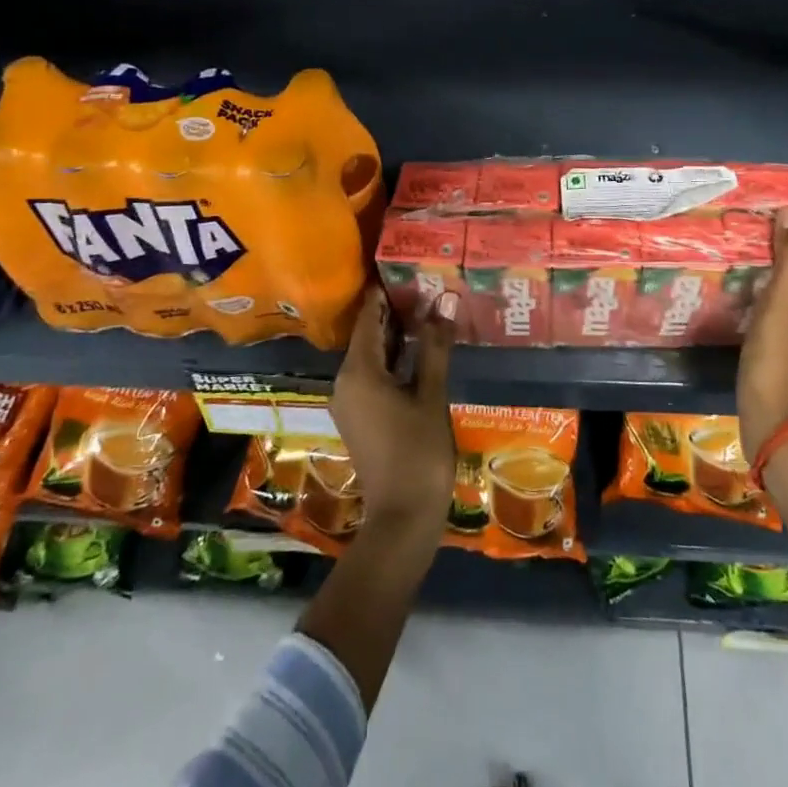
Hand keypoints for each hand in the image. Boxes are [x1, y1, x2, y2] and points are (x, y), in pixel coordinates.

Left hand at [330, 284, 457, 536]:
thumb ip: (434, 348)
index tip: (403, 269)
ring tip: (425, 311)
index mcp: (358, 372)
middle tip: (423, 287)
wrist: (402, 517)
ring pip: (370, 357)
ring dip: (394, 337)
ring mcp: (349, 401)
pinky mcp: (358, 416)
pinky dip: (391, 360)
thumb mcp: (431, 395)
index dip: (384, 294)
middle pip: (367, 336)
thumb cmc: (418, 452)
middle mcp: (345, 382)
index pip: (368, 319)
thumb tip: (443, 304)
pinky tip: (416, 351)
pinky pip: (370, 376)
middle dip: (394, 313)